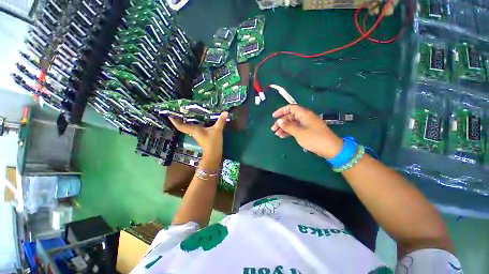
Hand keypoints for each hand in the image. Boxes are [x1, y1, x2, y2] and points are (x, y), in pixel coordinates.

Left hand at [169, 112, 228, 154]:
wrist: (213, 154)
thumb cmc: (213, 142)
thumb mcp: (217, 130)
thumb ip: (221, 121)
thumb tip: (225, 112)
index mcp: (194, 130)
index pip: (181, 126)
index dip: (175, 121)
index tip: (169, 115)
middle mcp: (194, 132)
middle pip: (183, 126)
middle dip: (179, 120)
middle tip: (178, 112)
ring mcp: (197, 135)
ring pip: (189, 127)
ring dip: (186, 122)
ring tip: (186, 114)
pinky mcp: (201, 137)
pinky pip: (194, 129)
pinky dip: (194, 124)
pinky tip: (198, 121)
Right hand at [271, 105, 342, 158]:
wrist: (330, 148)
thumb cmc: (314, 138)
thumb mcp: (299, 132)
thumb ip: (288, 126)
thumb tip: (279, 121)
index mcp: (304, 114)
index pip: (291, 108)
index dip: (281, 111)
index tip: (273, 117)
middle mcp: (304, 117)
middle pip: (290, 116)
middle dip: (281, 122)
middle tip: (273, 129)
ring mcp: (306, 124)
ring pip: (292, 123)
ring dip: (284, 128)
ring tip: (277, 134)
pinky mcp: (307, 130)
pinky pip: (295, 128)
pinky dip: (289, 131)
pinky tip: (283, 136)